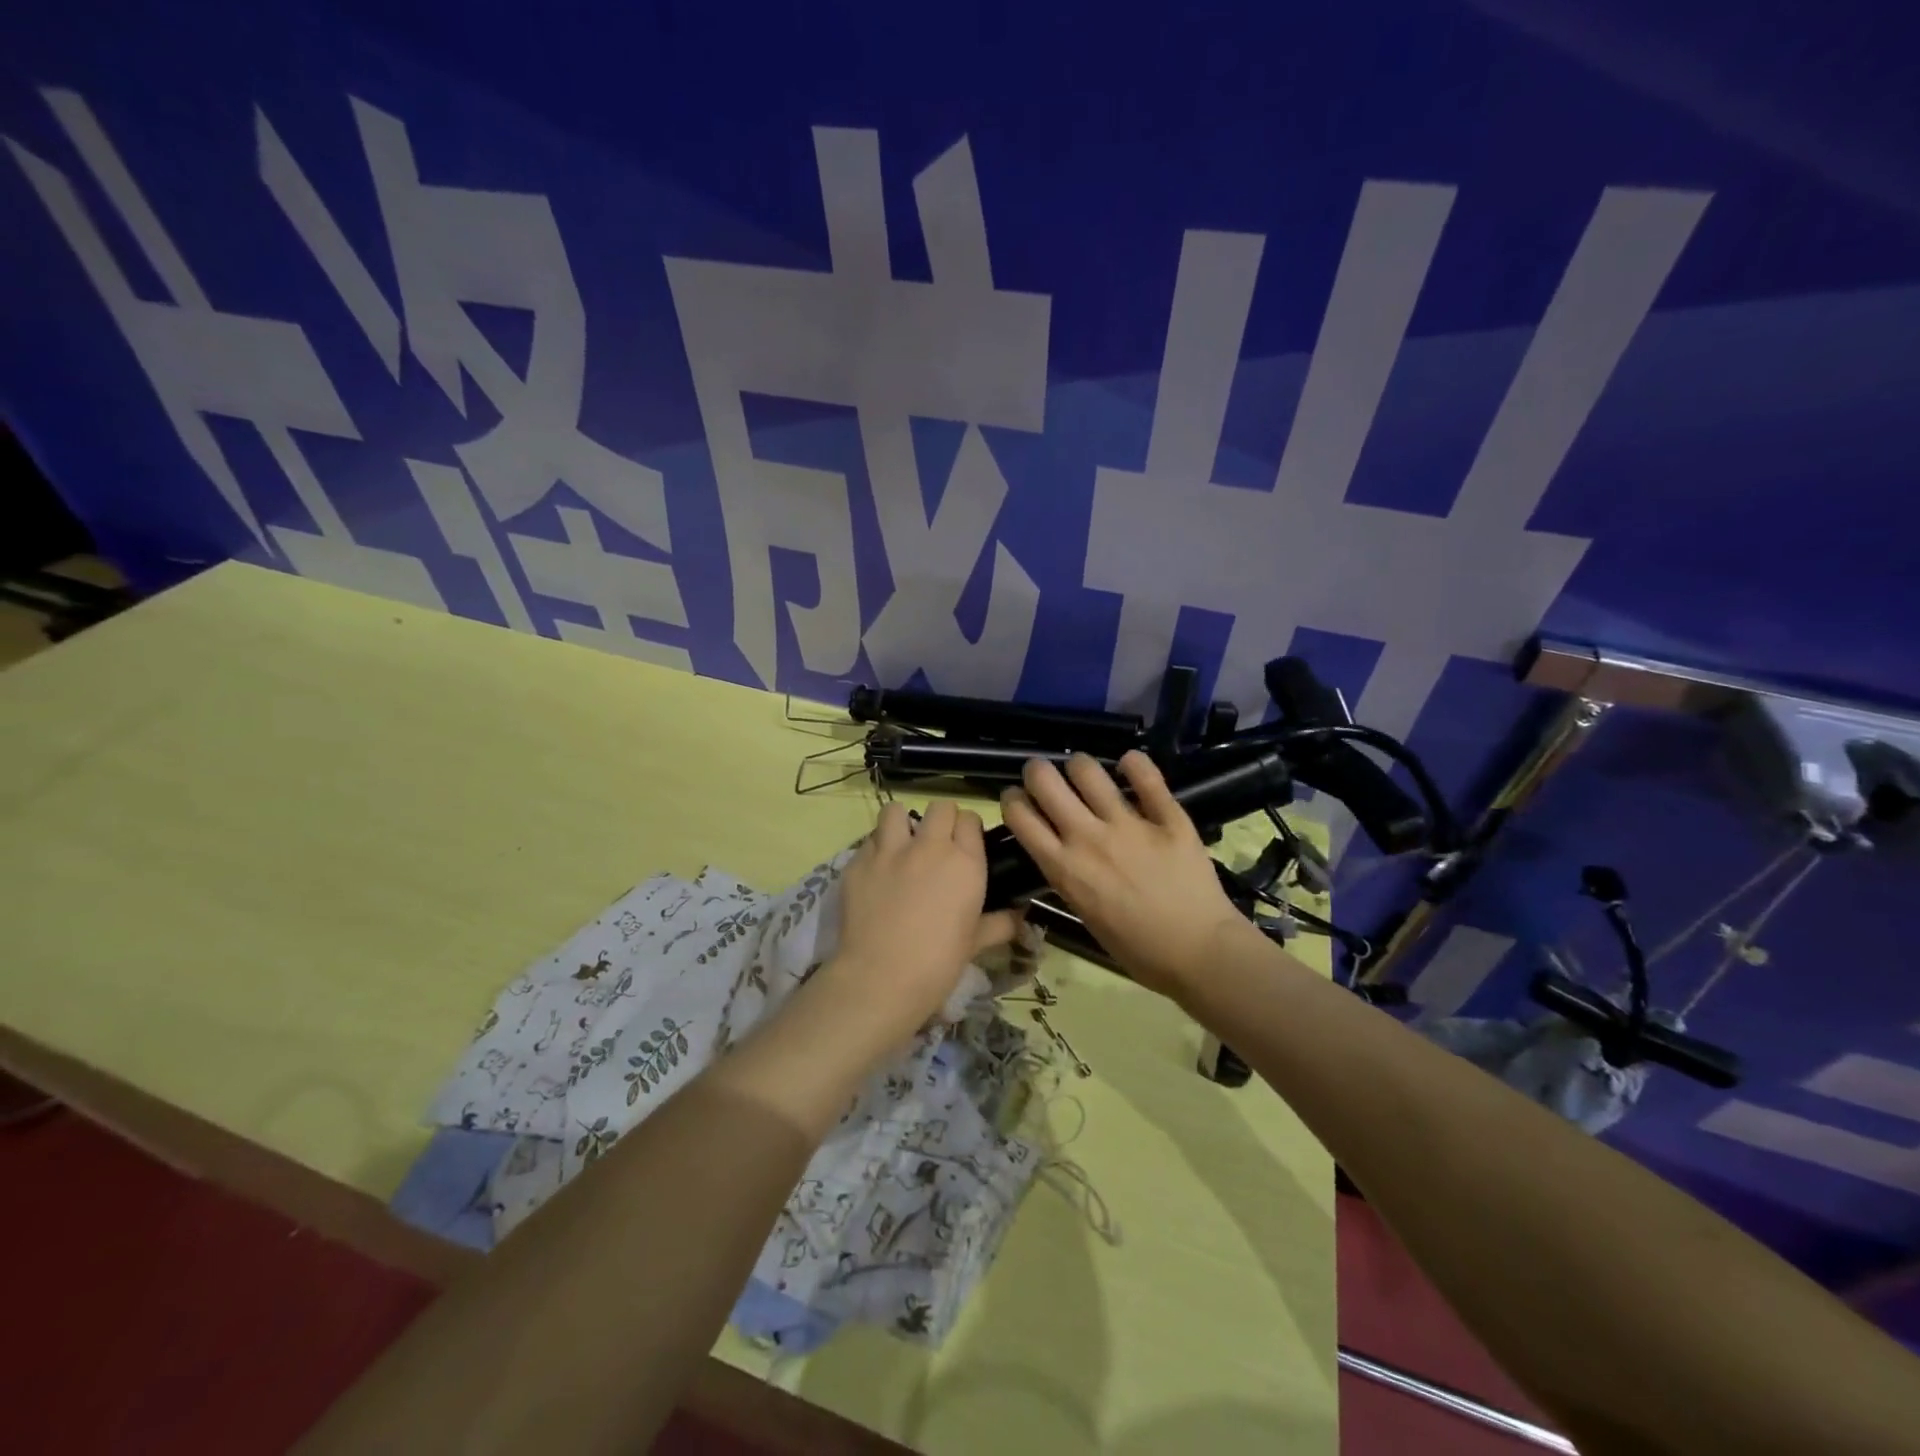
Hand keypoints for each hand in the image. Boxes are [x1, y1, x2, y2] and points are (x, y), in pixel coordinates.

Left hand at [826, 800, 1019, 1050]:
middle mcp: (928, 846)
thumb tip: (1020, 918)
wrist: (881, 978)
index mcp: (964, 862)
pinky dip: (875, 850)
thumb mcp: (975, 944)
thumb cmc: (938, 964)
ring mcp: (890, 851)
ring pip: (896, 811)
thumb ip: (999, 924)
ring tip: (901, 847)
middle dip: (940, 820)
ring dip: (901, 824)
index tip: (965, 846)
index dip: (968, 830)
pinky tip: (876, 873)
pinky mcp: (858, 862)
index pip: (970, 819)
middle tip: (936, 846)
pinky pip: (869, 841)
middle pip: (939, 807)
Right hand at [1001, 751, 1246, 999]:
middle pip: (1045, 781)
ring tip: (1085, 773)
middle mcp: (1088, 838)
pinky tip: (1130, 765)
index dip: (1012, 800)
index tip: (1018, 799)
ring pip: (1088, 770)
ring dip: (1080, 766)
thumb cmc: (1138, 949)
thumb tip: (1060, 850)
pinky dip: (1134, 763)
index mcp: (1064, 868)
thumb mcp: (1085, 914)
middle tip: (1045, 778)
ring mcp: (1129, 824)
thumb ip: (1068, 876)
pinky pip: (1146, 775)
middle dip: (1037, 772)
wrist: (1199, 953)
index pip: (1020, 816)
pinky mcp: (1168, 817)